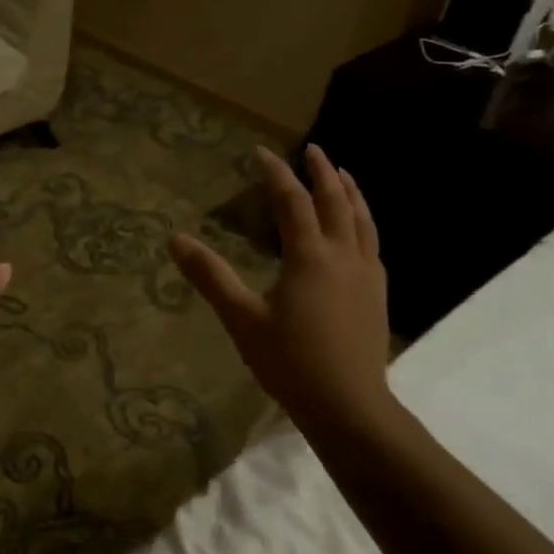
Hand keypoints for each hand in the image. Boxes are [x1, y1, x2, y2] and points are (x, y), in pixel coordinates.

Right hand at [169, 145, 398, 445]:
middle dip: (322, 172)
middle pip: (336, 202)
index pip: (293, 202)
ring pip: (363, 220)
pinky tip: (359, 231)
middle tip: (312, 148)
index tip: (261, 152)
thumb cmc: (289, 361)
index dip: (276, 174)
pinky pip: (373, 243)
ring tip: (343, 175)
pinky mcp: (378, 294)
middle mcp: (344, 256)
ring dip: (351, 192)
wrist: (348, 404)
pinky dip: (364, 222)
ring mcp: (367, 274)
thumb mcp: (241, 318)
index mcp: (310, 256)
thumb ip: (210, 276)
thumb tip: (175, 239)